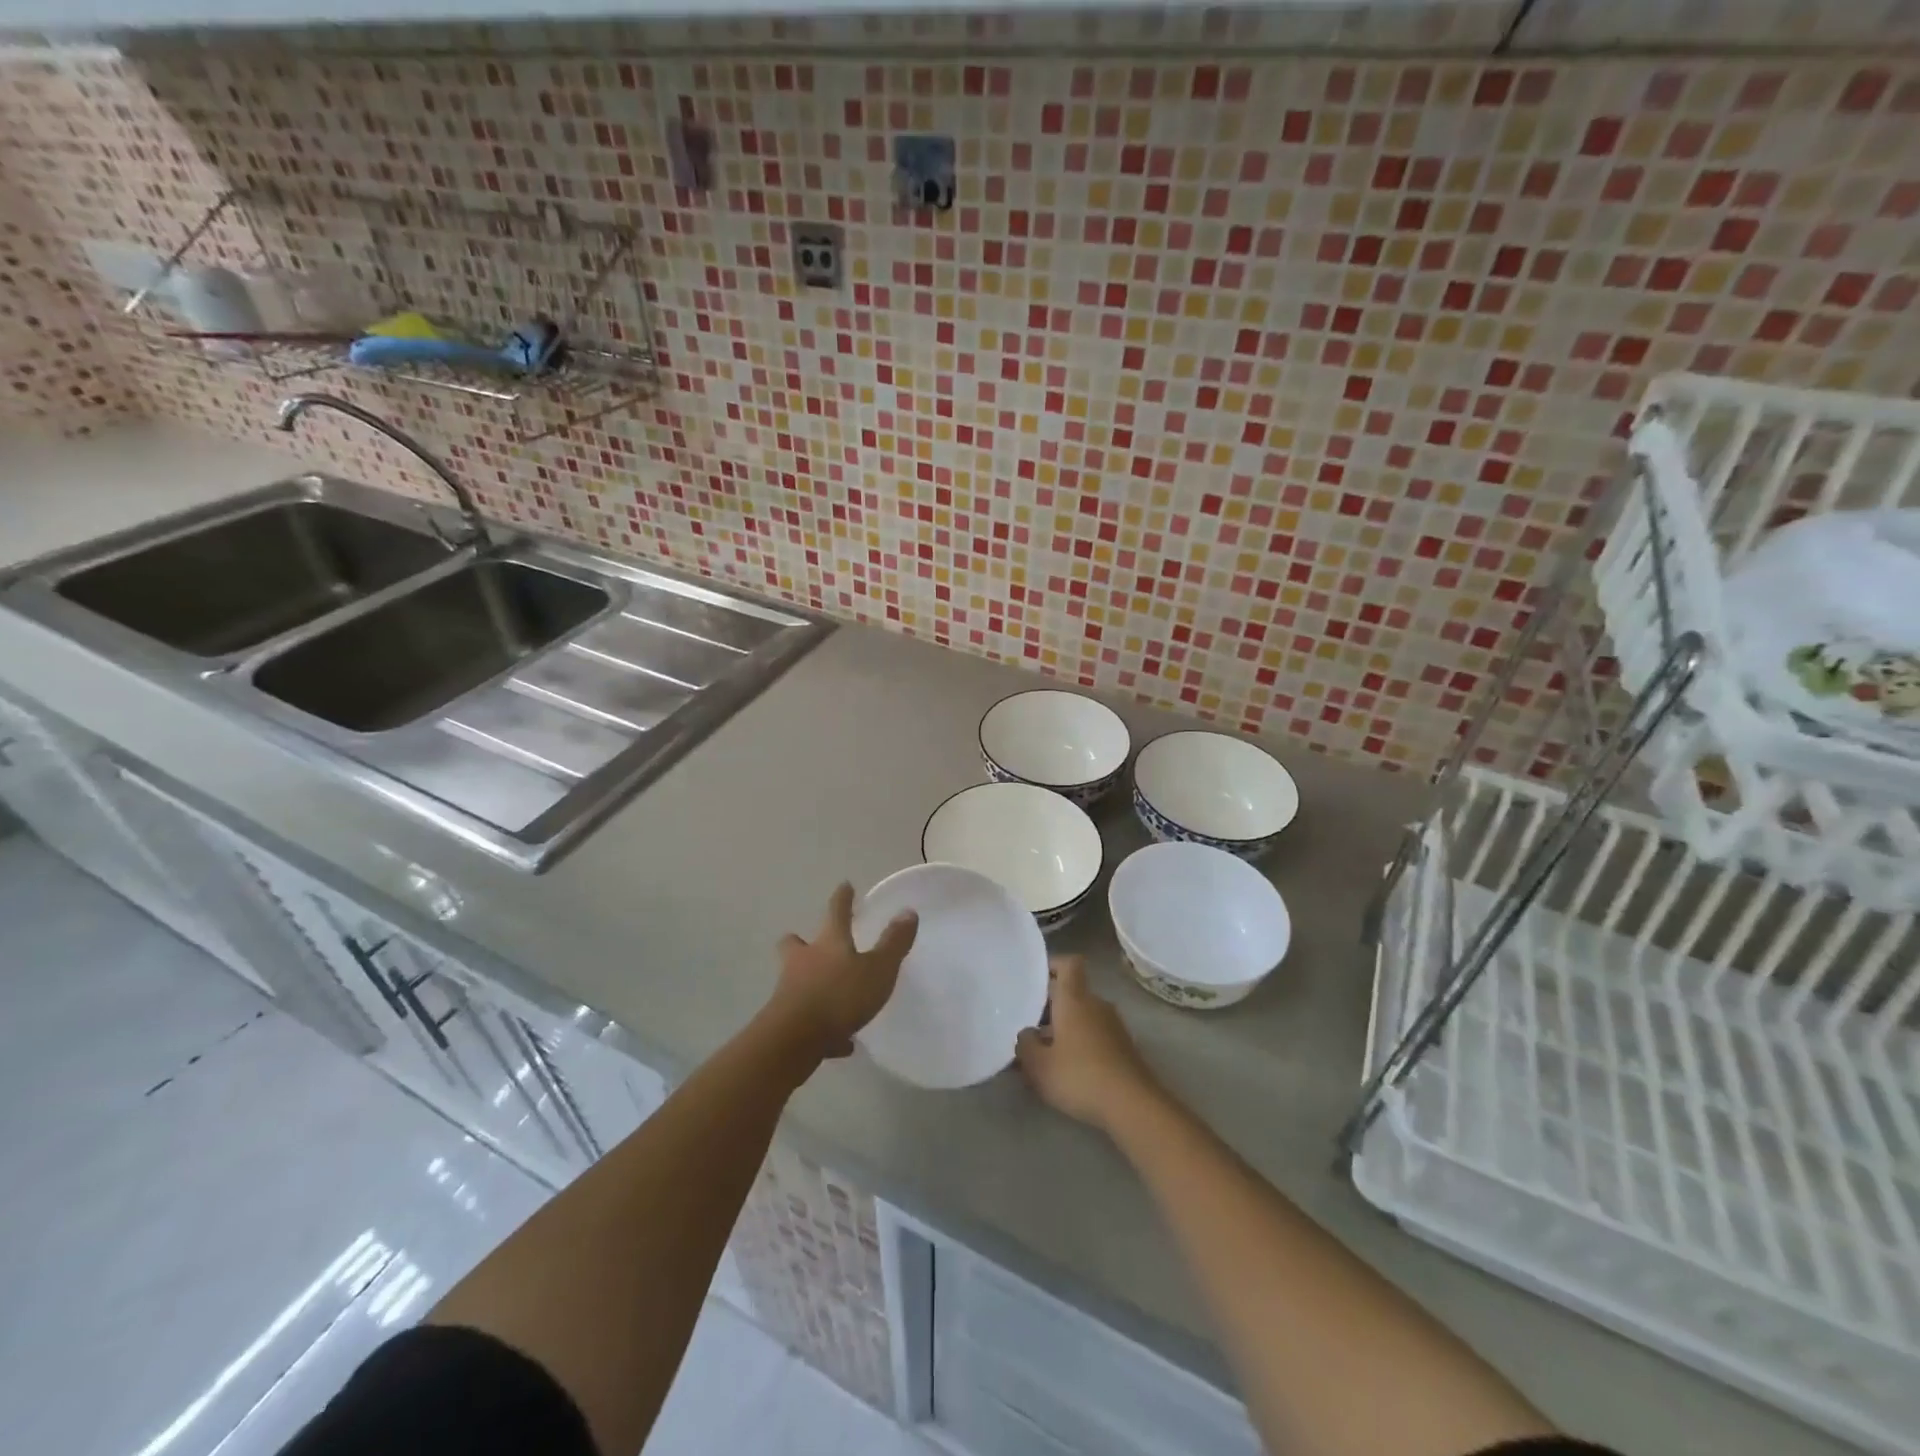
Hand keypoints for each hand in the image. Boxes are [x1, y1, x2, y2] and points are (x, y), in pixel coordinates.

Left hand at [764, 882, 917, 1061]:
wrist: (794, 1039)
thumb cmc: (839, 995)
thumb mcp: (877, 969)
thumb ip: (893, 943)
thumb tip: (908, 912)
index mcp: (829, 942)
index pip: (836, 912)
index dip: (842, 898)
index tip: (845, 886)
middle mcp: (804, 961)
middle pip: (796, 943)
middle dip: (802, 941)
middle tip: (813, 943)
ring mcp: (790, 990)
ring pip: (797, 979)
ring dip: (812, 983)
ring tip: (834, 996)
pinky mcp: (785, 1021)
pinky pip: (807, 1018)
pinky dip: (823, 1025)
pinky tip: (841, 1042)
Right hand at [1015, 956, 1162, 1133]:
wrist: (1133, 1106)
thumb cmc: (1080, 1076)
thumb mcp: (1038, 1065)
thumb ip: (1025, 1044)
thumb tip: (1027, 1033)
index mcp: (1075, 999)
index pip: (1069, 963)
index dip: (1053, 964)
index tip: (1035, 978)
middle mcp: (1096, 1005)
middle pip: (1072, 993)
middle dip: (1050, 1007)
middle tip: (1027, 1026)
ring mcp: (1114, 1026)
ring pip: (1083, 1017)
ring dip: (1063, 1029)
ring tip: (1042, 1054)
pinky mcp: (1124, 1049)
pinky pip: (1095, 1036)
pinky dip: (1080, 1046)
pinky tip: (1067, 1072)